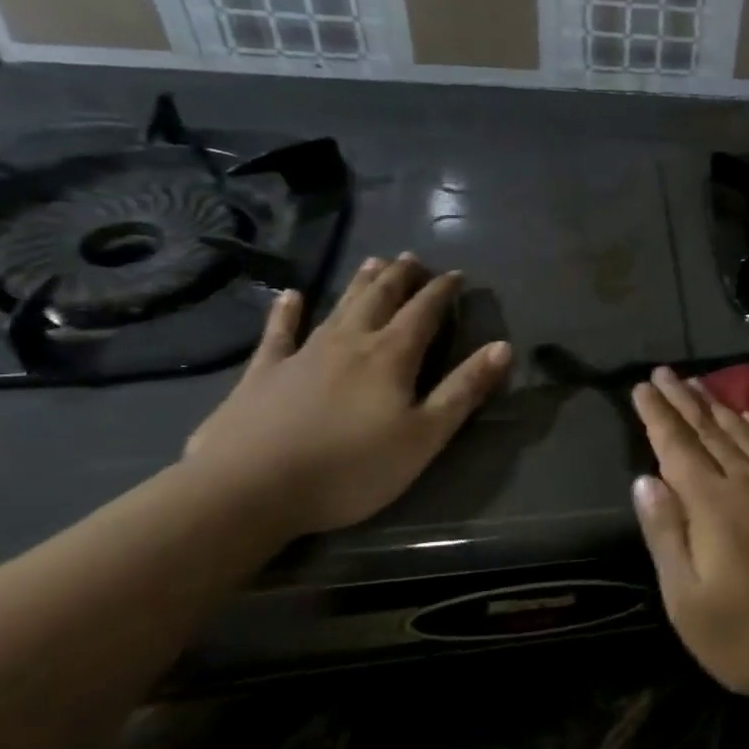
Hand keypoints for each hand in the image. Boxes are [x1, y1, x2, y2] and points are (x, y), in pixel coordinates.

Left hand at [185, 254, 511, 535]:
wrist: (246, 490)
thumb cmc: (351, 468)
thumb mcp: (424, 436)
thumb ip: (464, 390)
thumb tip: (502, 347)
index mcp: (391, 356)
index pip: (424, 312)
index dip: (442, 291)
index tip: (456, 274)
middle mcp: (350, 343)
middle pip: (380, 299)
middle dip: (400, 277)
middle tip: (413, 258)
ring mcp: (302, 355)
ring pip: (338, 307)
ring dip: (359, 284)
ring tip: (374, 262)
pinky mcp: (262, 374)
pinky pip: (278, 333)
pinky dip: (285, 313)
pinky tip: (289, 296)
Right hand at [630, 366, 748, 705]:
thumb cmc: (748, 635)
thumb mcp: (686, 600)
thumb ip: (665, 534)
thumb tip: (645, 480)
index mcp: (713, 504)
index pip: (677, 447)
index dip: (657, 416)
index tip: (642, 387)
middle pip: (710, 431)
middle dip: (684, 400)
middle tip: (665, 373)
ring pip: (746, 433)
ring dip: (719, 407)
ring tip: (699, 385)